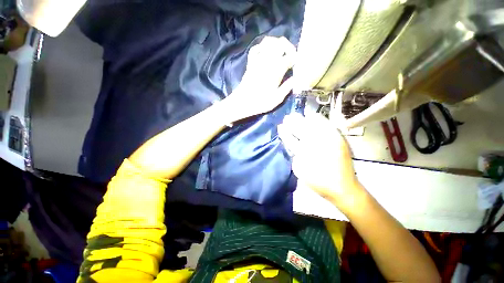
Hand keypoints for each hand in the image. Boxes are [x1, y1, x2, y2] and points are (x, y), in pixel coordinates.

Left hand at [224, 36, 295, 121]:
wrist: (242, 102)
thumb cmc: (260, 102)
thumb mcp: (277, 99)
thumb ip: (287, 87)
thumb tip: (295, 78)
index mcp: (276, 70)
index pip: (289, 57)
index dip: (295, 58)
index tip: (296, 64)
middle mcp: (268, 61)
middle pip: (280, 43)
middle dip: (288, 47)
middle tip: (290, 56)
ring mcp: (258, 60)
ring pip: (268, 42)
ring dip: (276, 43)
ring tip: (280, 52)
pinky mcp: (250, 63)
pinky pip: (256, 48)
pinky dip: (262, 47)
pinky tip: (266, 52)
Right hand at [278, 113, 362, 209]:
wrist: (343, 187)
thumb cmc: (318, 182)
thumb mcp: (300, 171)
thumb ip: (294, 157)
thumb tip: (292, 147)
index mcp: (304, 153)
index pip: (291, 140)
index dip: (285, 133)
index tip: (280, 126)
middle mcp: (315, 144)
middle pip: (301, 129)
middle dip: (293, 122)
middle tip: (288, 117)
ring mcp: (328, 140)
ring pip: (312, 125)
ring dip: (304, 120)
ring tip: (298, 115)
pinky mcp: (338, 139)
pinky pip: (327, 125)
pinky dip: (319, 119)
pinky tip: (313, 116)